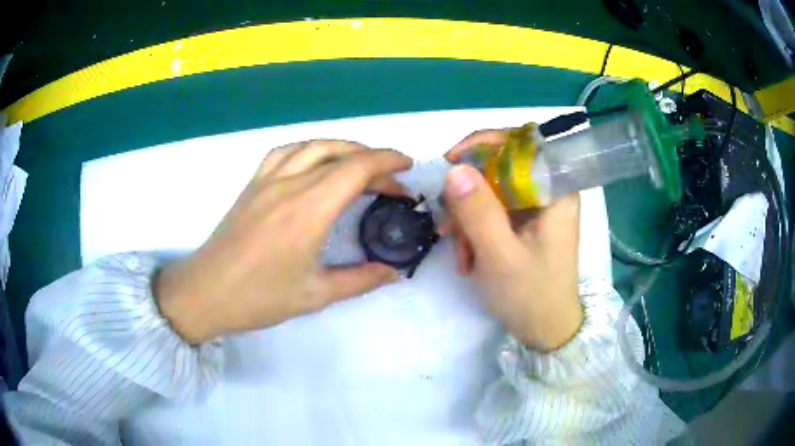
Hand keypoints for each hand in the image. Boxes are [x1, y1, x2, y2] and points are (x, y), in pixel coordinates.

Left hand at [156, 140, 412, 343]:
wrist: (206, 292)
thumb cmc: (259, 297)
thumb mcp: (316, 295)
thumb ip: (360, 280)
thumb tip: (393, 272)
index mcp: (309, 210)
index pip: (357, 168)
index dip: (388, 162)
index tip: (408, 168)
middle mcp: (289, 185)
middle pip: (340, 153)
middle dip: (373, 159)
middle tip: (392, 179)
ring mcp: (267, 180)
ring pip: (313, 146)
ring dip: (343, 148)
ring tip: (360, 163)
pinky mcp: (252, 184)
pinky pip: (285, 152)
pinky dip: (309, 149)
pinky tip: (315, 162)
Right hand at [443, 129, 582, 351]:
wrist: (545, 331)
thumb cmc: (531, 296)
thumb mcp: (500, 256)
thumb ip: (479, 211)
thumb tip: (454, 168)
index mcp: (557, 191)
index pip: (524, 143)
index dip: (486, 142)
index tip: (452, 160)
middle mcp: (549, 192)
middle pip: (502, 167)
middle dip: (469, 193)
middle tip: (449, 223)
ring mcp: (536, 208)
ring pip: (492, 191)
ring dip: (468, 218)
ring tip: (460, 253)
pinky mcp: (525, 223)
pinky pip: (493, 211)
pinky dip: (475, 230)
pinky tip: (468, 259)